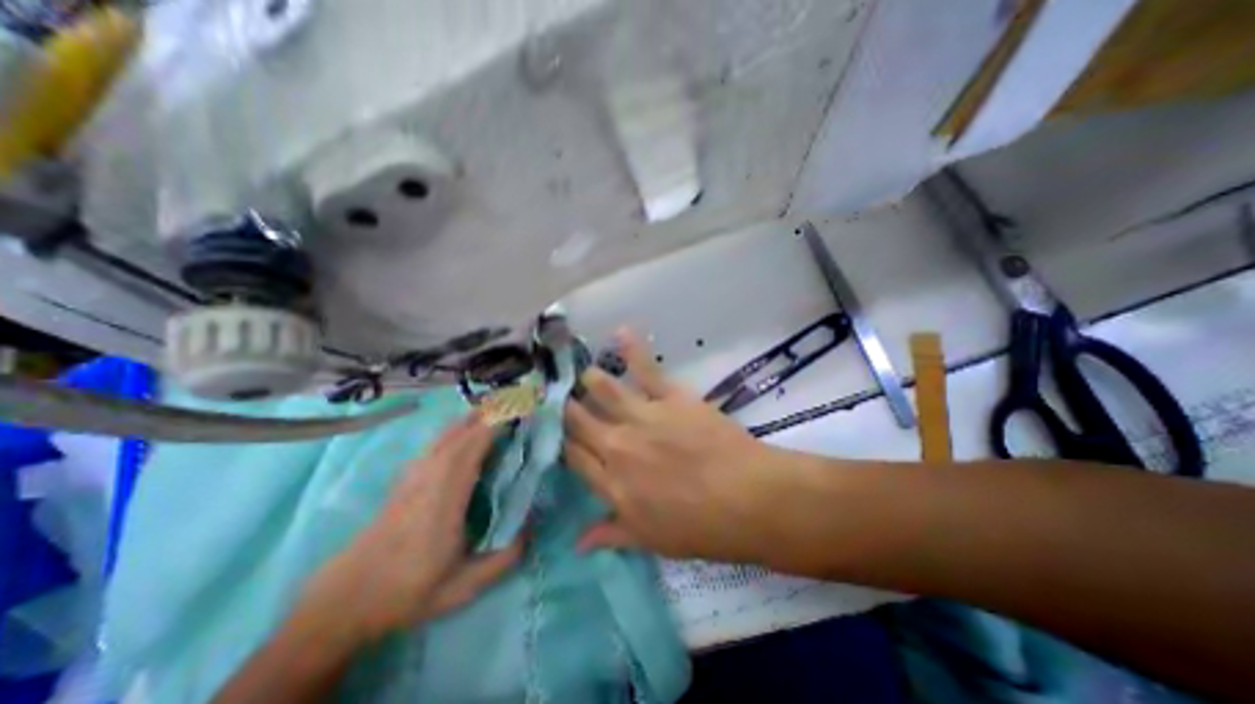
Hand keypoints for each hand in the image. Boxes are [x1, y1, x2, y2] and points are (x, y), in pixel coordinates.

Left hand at [299, 412, 524, 648]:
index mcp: (445, 496)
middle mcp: (429, 476)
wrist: (346, 600)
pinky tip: (465, 430)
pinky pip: (437, 442)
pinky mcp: (406, 477)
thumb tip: (533, 527)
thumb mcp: (463, 586)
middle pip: (461, 432)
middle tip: (519, 402)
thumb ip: (504, 558)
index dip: (497, 423)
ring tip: (498, 409)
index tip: (522, 410)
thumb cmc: (408, 590)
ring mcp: (415, 474)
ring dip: (473, 417)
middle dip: (490, 412)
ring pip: (447, 433)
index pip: (473, 446)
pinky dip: (457, 428)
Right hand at [565, 331, 786, 565]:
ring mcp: (642, 417)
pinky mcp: (670, 397)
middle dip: (565, 408)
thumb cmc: (700, 527)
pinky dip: (632, 349)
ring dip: (589, 380)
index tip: (553, 431)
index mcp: (612, 484)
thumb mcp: (651, 540)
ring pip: (603, 390)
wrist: (746, 499)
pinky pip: (645, 369)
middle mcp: (618, 446)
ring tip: (581, 372)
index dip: (561, 442)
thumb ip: (612, 535)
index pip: (573, 457)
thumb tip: (577, 543)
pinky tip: (621, 331)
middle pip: (579, 421)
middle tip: (556, 395)